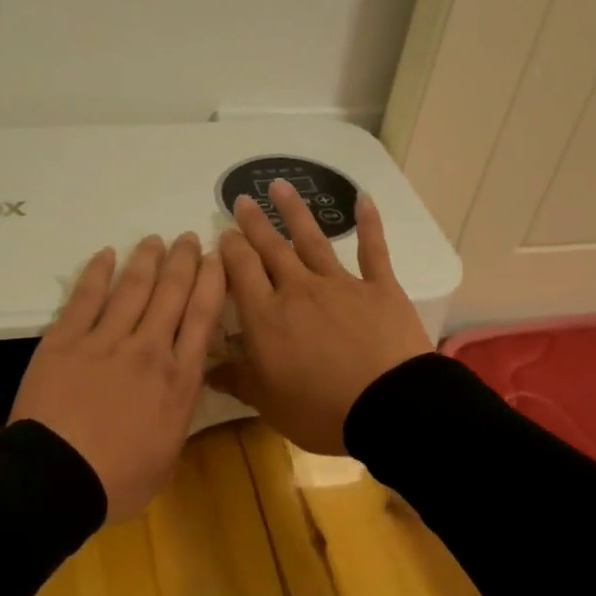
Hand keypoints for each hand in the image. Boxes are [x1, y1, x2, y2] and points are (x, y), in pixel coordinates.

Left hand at [10, 232, 226, 522]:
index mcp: (178, 380)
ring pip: (132, 288)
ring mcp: (105, 341)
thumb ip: (177, 417)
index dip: (212, 282)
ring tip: (155, 240)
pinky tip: (106, 254)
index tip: (217, 259)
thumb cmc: (118, 481)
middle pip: (171, 294)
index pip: (202, 317)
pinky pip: (85, 298)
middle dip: (184, 261)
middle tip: (190, 238)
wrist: (57, 478)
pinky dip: (97, 273)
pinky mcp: (65, 340)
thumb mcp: (168, 458)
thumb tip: (180, 392)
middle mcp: (148, 350)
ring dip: (146, 260)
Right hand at [211, 180, 432, 455]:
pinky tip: (363, 199)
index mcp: (267, 317)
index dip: (229, 250)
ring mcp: (340, 284)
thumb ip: (237, 379)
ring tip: (280, 186)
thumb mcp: (268, 403)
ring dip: (294, 212)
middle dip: (254, 223)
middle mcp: (298, 290)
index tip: (222, 234)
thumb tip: (205, 367)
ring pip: (312, 240)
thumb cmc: (321, 410)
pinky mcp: (380, 288)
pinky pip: (373, 250)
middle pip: (271, 249)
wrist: (389, 408)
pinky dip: (368, 223)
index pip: (240, 272)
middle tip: (242, 200)